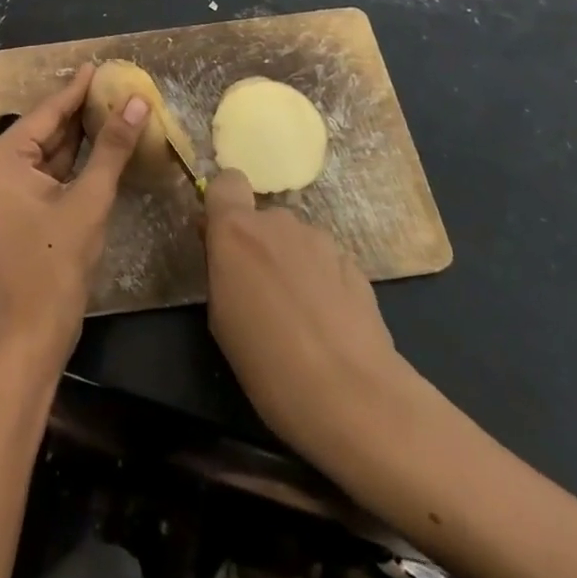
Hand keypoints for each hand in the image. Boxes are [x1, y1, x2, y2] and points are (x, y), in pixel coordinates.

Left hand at [0, 63, 146, 367]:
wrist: (35, 331)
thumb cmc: (57, 262)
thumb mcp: (89, 199)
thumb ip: (112, 147)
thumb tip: (137, 102)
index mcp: (1, 158)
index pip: (46, 112)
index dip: (77, 88)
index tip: (99, 65)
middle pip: (46, 129)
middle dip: (81, 110)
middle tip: (115, 85)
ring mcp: (7, 188)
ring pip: (50, 150)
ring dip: (81, 134)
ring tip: (114, 105)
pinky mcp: (20, 206)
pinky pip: (50, 172)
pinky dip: (75, 159)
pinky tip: (103, 143)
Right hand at [203, 170, 435, 478]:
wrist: (353, 396)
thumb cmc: (267, 362)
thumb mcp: (221, 318)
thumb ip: (221, 269)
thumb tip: (226, 250)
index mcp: (237, 230)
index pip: (227, 182)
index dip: (224, 203)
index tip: (221, 238)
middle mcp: (279, 222)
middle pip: (262, 219)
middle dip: (258, 246)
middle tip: (258, 294)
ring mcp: (321, 240)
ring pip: (295, 241)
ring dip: (290, 264)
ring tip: (296, 316)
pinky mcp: (355, 264)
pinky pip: (324, 262)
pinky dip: (320, 282)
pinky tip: (326, 324)